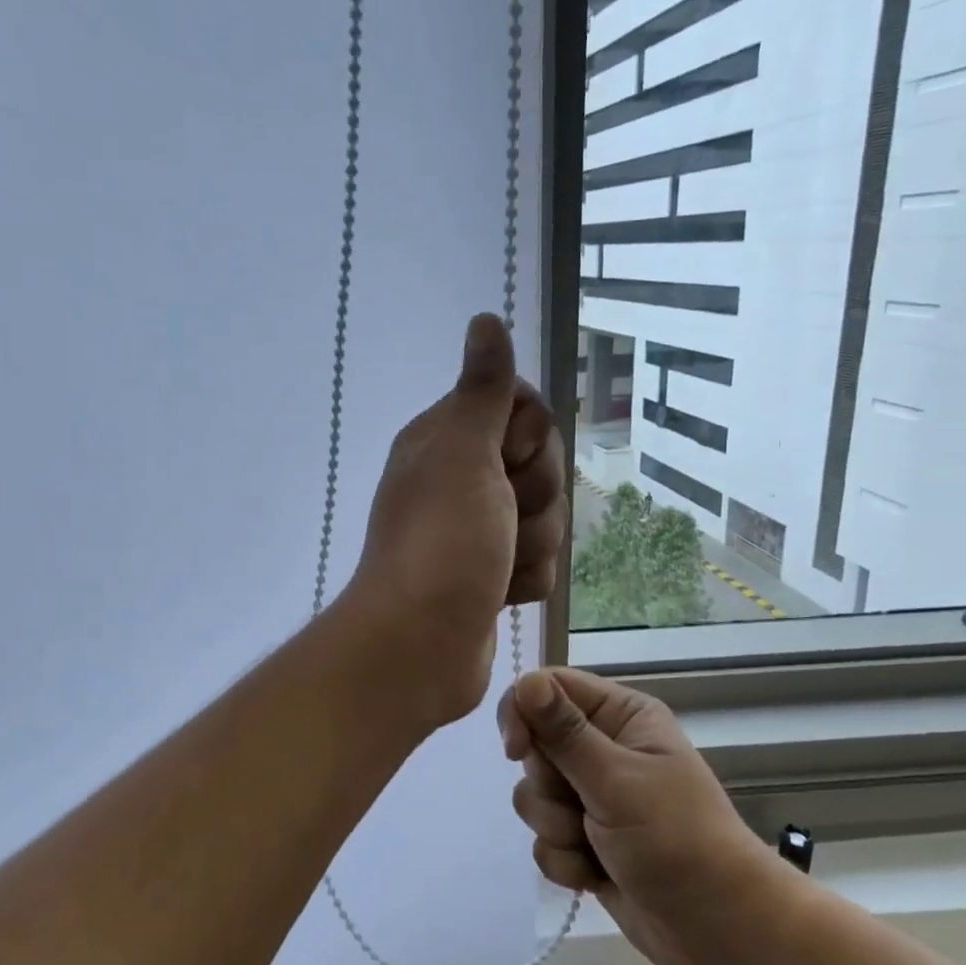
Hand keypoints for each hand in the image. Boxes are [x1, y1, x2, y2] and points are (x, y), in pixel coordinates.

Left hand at [340, 315, 566, 731]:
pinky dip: (524, 579)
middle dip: (535, 495)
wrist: (420, 645)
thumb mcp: (463, 453)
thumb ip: (482, 390)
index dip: (527, 434)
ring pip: (545, 516)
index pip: (521, 406)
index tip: (505, 458)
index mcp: (446, 438)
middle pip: (540, 463)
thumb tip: (485, 319)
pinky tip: (498, 594)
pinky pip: (538, 561)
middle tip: (500, 516)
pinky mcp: (491, 574)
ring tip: (495, 566)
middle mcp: (460, 477)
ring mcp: (477, 529)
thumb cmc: (442, 542)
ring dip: (531, 544)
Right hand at [500, 668, 808, 964]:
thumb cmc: (678, 840)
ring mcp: (594, 796)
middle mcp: (604, 748)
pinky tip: (596, 875)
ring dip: (557, 828)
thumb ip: (565, 733)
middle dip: (549, 786)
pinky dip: (565, 860)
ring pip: (534, 796)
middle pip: (535, 745)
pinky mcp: (585, 840)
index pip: (548, 688)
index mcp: (620, 716)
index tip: (516, 751)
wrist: (722, 932)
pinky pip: (544, 839)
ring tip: (596, 847)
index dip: (523, 714)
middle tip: (582, 807)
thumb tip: (526, 681)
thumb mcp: (617, 781)